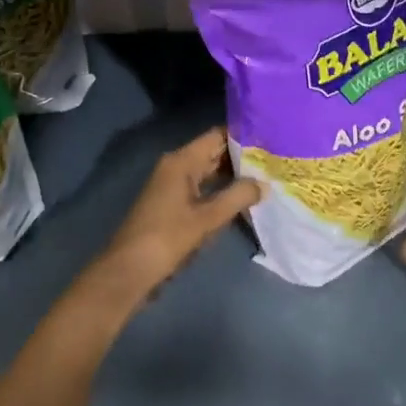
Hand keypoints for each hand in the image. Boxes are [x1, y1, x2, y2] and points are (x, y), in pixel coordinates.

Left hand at [77, 127, 261, 322]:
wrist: (130, 270)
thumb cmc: (168, 237)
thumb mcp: (207, 218)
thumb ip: (238, 197)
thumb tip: (265, 183)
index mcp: (181, 161)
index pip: (217, 136)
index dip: (243, 135)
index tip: (271, 138)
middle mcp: (176, 166)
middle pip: (214, 152)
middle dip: (242, 157)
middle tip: (275, 160)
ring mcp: (173, 185)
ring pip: (209, 172)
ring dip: (233, 175)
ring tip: (266, 177)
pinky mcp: (173, 203)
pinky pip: (203, 188)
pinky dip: (221, 191)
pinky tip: (243, 199)